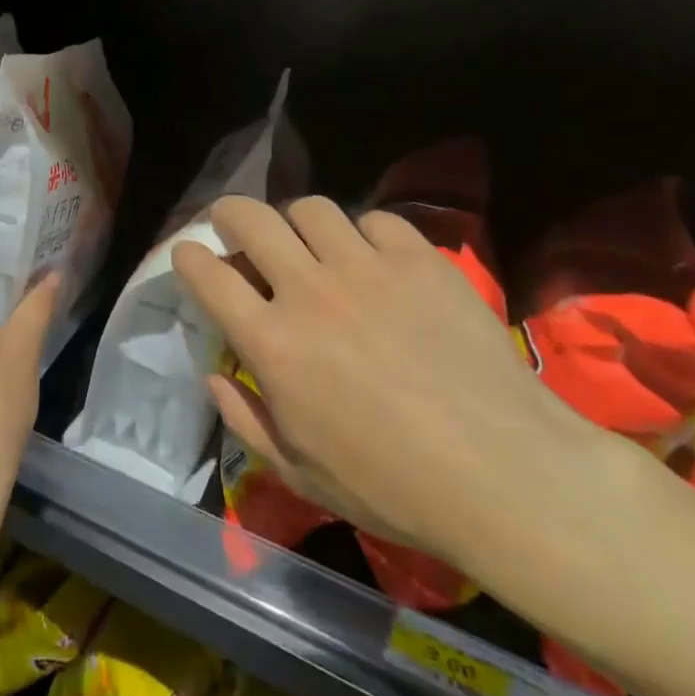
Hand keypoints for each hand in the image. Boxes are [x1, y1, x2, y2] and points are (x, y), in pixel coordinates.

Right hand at [173, 196, 612, 577]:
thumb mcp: (299, 472)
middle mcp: (310, 291)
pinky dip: (362, 234)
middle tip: (234, 225)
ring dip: (296, 221)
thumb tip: (214, 376)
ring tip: (307, 242)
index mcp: (272, 343)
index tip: (188, 254)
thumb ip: (245, 419)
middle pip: (251, 219)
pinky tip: (373, 260)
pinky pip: (377, 221)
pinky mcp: (421, 261)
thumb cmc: (392, 487)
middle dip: (230, 214)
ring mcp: (368, 269)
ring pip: (311, 208)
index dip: (188, 257)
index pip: (208, 275)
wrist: (506, 474)